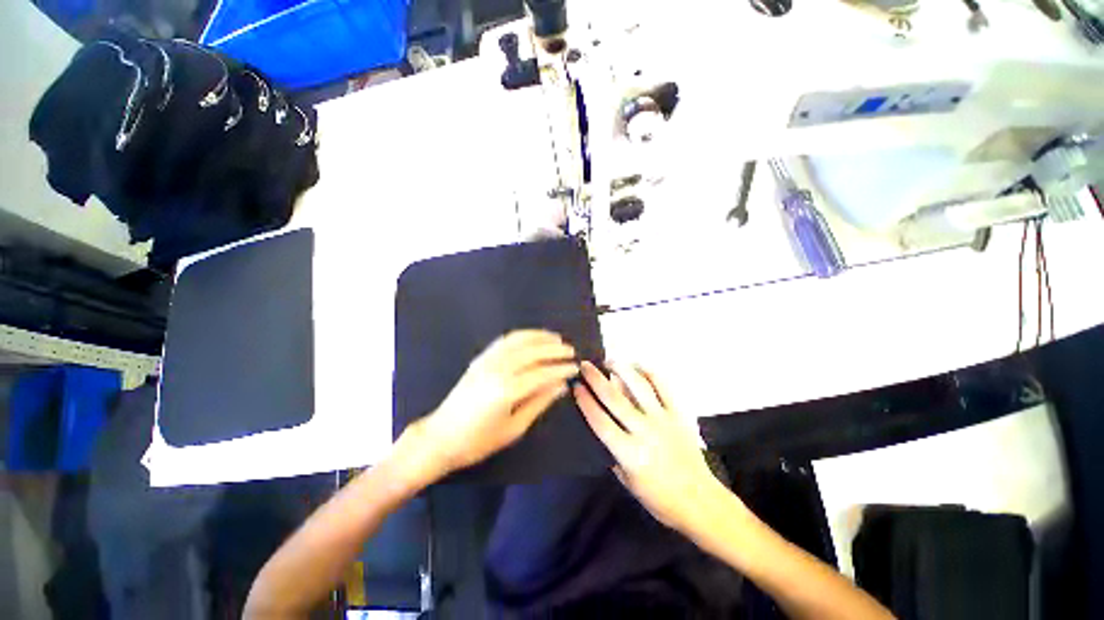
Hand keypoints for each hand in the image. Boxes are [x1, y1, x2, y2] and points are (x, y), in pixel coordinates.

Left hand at [396, 330, 578, 485]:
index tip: (575, 367)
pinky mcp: (480, 359)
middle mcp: (498, 369)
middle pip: (532, 352)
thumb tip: (561, 386)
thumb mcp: (514, 428)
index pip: (542, 373)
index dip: (560, 369)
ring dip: (539, 337)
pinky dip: (521, 336)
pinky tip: (531, 338)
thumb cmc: (478, 441)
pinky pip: (504, 341)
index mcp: (507, 390)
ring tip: (555, 338)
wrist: (440, 437)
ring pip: (518, 340)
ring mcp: (487, 361)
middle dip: (554, 349)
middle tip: (570, 351)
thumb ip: (539, 402)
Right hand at [574, 361, 731, 532]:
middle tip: (585, 365)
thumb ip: (612, 454)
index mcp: (629, 453)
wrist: (699, 500)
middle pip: (614, 398)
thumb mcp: (627, 481)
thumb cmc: (659, 497)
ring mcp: (663, 419)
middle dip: (596, 379)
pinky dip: (650, 373)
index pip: (600, 421)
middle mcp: (644, 431)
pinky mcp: (678, 414)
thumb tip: (601, 428)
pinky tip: (638, 366)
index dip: (586, 401)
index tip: (576, 386)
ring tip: (609, 361)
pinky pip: (664, 387)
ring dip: (621, 369)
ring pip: (639, 387)